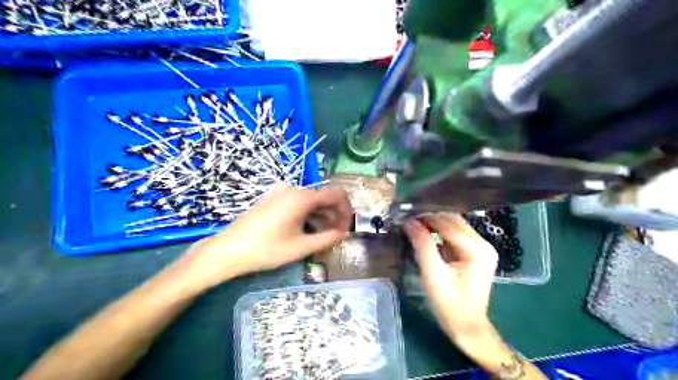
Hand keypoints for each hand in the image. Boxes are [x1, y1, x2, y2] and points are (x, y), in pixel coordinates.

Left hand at [174, 185, 352, 290]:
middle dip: (334, 216)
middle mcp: (293, 190)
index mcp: (302, 197)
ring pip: (310, 202)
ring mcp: (280, 194)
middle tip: (337, 236)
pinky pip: (297, 204)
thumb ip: (327, 238)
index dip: (346, 210)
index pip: (336, 195)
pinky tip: (306, 231)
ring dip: (321, 217)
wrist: (228, 250)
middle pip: (323, 198)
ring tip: (324, 237)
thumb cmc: (267, 249)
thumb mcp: (301, 247)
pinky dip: (307, 215)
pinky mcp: (272, 200)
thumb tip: (343, 234)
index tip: (347, 228)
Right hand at [401, 214, 496, 340]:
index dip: (425, 217)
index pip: (447, 223)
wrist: (466, 327)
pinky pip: (453, 235)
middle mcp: (482, 243)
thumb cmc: (450, 304)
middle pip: (452, 221)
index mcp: (477, 249)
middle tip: (406, 218)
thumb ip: (422, 245)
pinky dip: (438, 232)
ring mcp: (479, 248)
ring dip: (432, 224)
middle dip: (428, 218)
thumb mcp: (433, 274)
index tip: (403, 214)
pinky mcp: (473, 253)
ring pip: (452, 225)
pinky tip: (423, 233)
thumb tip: (409, 221)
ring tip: (412, 223)